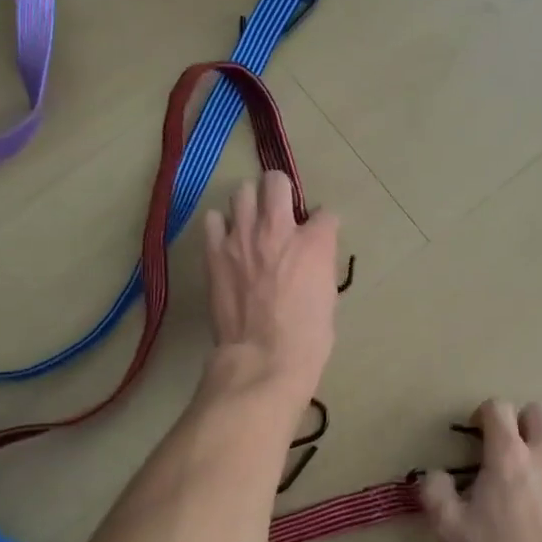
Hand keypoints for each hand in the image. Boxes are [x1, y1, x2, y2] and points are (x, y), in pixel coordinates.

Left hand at [202, 170, 340, 408]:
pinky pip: (213, 219)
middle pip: (276, 182)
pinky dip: (221, 226)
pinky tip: (227, 241)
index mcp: (315, 243)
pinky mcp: (215, 252)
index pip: (325, 214)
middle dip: (281, 192)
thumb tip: (312, 259)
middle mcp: (278, 229)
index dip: (323, 225)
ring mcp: (242, 237)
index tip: (319, 236)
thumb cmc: (308, 338)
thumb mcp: (328, 297)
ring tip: (250, 223)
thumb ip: (320, 267)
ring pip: (241, 192)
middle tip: (280, 211)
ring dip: (249, 204)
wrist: (264, 358)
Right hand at [419, 399, 541, 541]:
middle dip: (521, 424)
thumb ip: (435, 492)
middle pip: (538, 411)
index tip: (477, 435)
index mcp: (508, 455)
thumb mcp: (450, 530)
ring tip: (534, 493)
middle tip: (508, 454)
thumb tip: (436, 475)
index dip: (484, 415)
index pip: (498, 407)